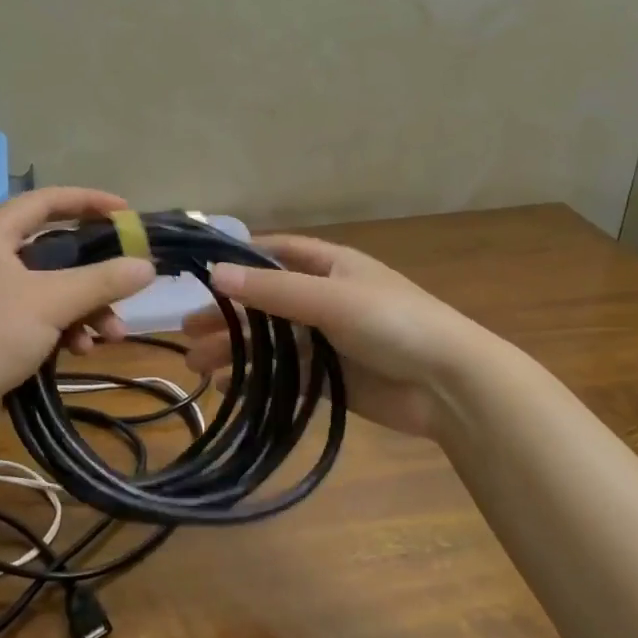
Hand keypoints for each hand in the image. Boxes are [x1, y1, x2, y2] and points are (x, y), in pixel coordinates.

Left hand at [0, 188, 155, 428]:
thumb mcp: (52, 303)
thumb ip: (102, 281)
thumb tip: (148, 267)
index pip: (46, 201)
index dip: (89, 202)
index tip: (126, 212)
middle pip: (55, 249)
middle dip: (95, 274)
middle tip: (127, 280)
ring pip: (51, 287)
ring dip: (86, 308)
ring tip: (112, 334)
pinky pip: (39, 313)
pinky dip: (64, 326)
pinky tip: (82, 350)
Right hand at [182, 235, 486, 440]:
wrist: (450, 385)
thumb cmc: (393, 323)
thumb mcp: (330, 298)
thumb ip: (272, 289)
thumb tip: (213, 274)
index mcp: (332, 266)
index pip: (277, 252)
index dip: (240, 258)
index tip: (200, 271)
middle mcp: (326, 298)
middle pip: (266, 301)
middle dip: (229, 314)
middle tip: (187, 329)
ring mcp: (329, 340)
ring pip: (272, 341)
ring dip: (236, 350)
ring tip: (196, 365)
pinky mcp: (332, 378)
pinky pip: (285, 373)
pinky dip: (257, 378)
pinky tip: (228, 385)